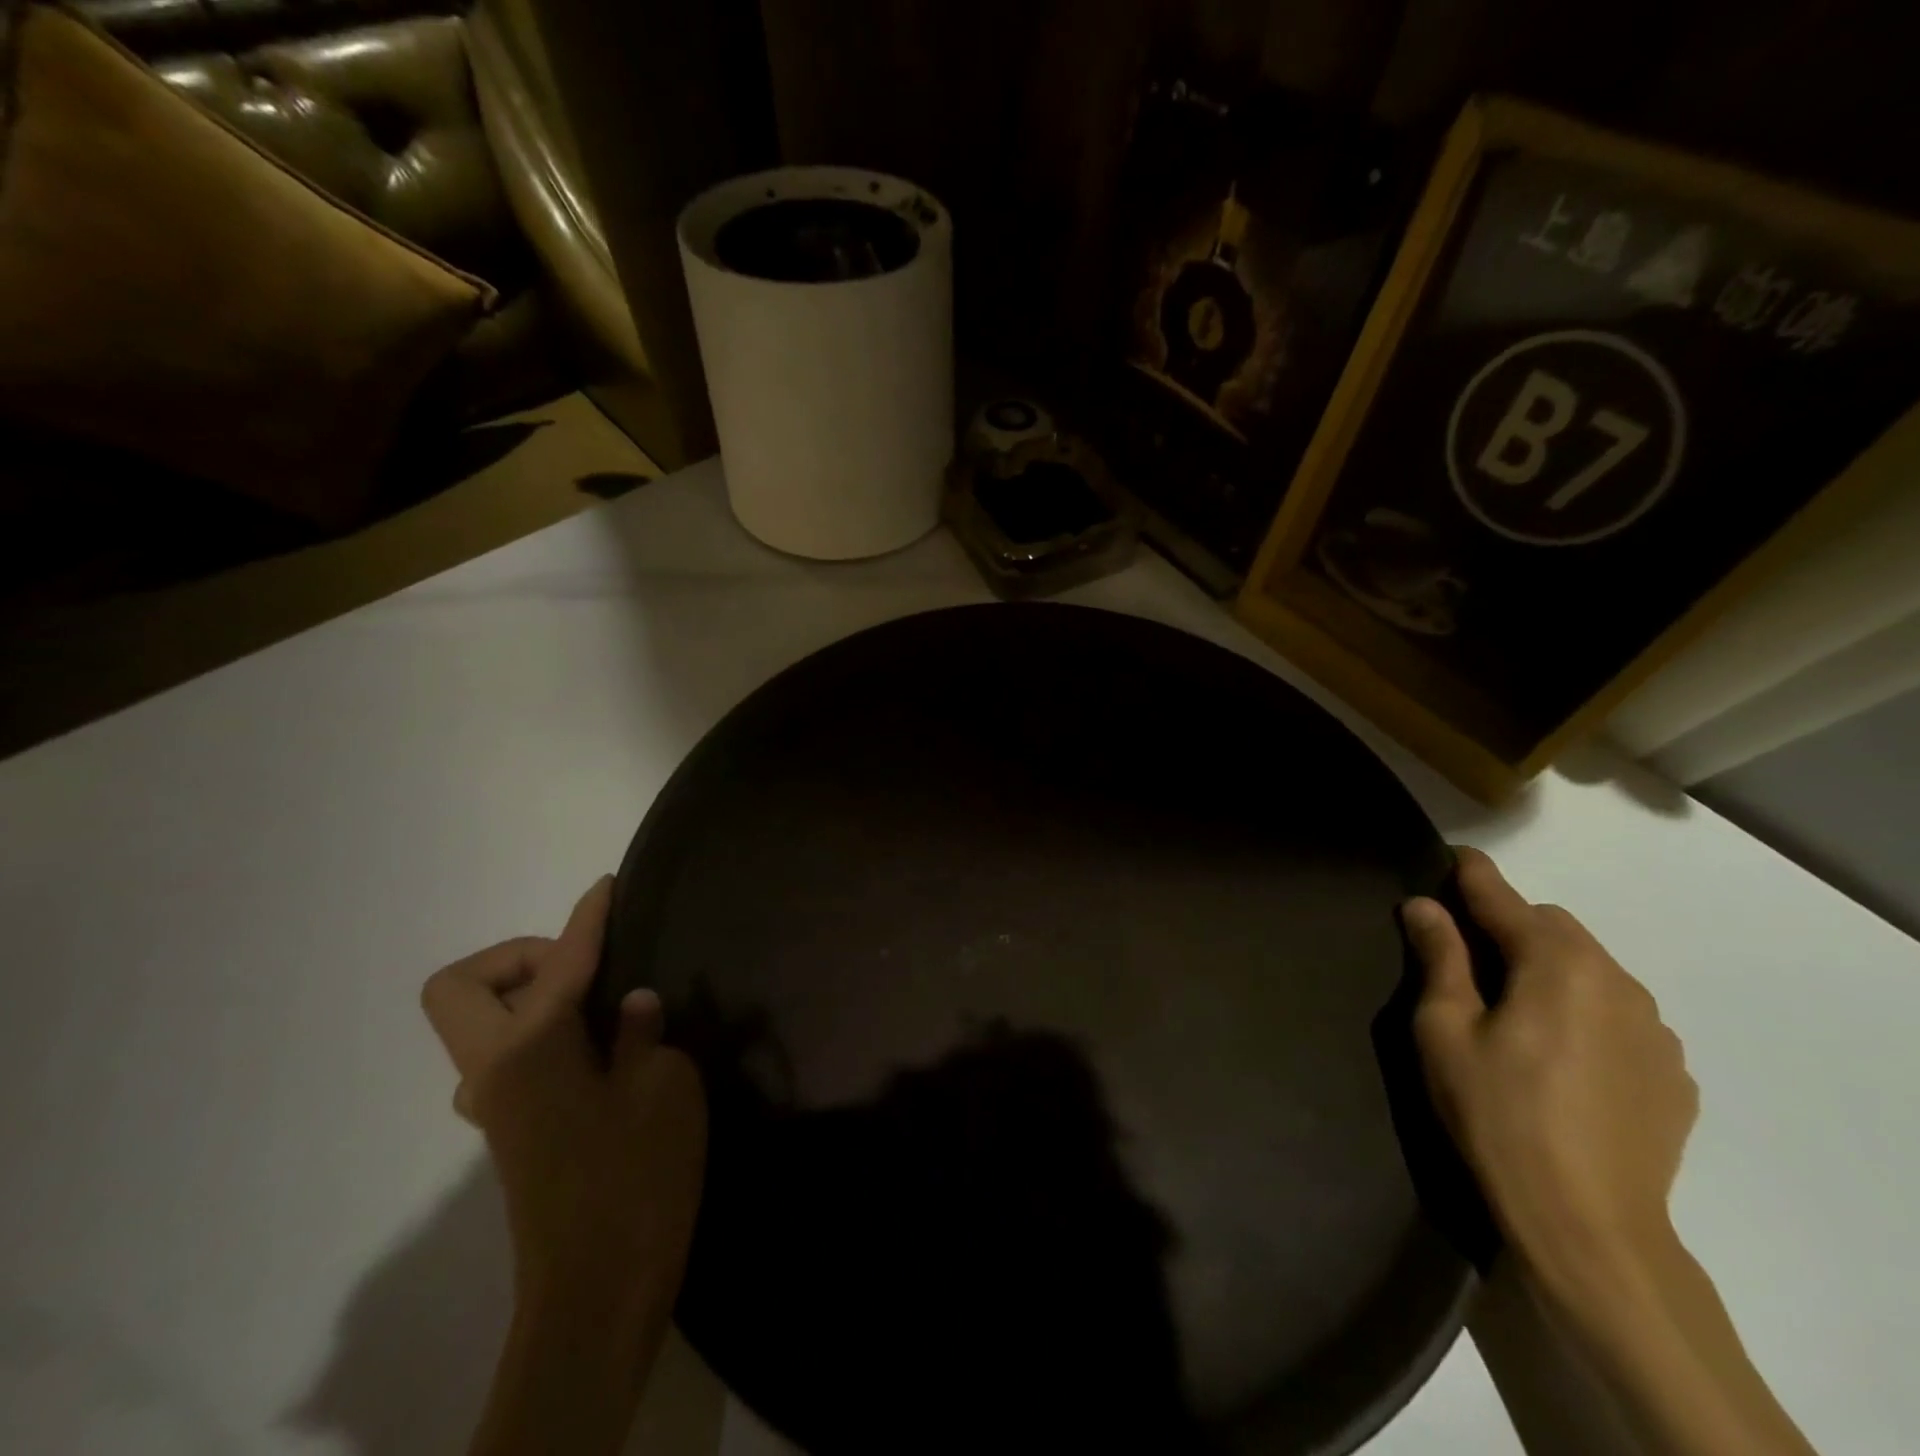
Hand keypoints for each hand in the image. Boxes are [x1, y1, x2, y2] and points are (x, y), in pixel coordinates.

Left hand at [421, 878, 705, 1314]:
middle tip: (584, 966)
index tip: (607, 886)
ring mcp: (496, 1105)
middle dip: (518, 958)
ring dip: (532, 997)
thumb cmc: (637, 1174)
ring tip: (603, 1004)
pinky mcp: (513, 1130)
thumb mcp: (664, 1085)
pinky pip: (512, 1055)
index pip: (559, 963)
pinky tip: (601, 1049)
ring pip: (483, 1024)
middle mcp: (495, 1070)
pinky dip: (545, 1033)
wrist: (601, 1288)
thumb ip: (641, 1032)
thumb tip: (630, 1006)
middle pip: (461, 988)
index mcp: (531, 1049)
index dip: (587, 918)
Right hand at [1401, 848, 1697, 1296]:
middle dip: (1510, 926)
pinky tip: (1559, 1057)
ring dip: (1550, 969)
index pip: (1505, 898)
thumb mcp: (1445, 1030)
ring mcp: (1655, 1032)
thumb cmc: (1497, 1113)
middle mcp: (1617, 982)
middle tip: (1467, 956)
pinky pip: (1620, 1016)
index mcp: (1557, 964)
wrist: (1589, 1225)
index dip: (1471, 875)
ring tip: (1514, 1010)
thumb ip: (1439, 959)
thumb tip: (1424, 906)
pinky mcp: (1673, 1075)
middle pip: (1555, 929)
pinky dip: (1584, 1012)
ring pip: (1592, 970)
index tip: (1450, 857)